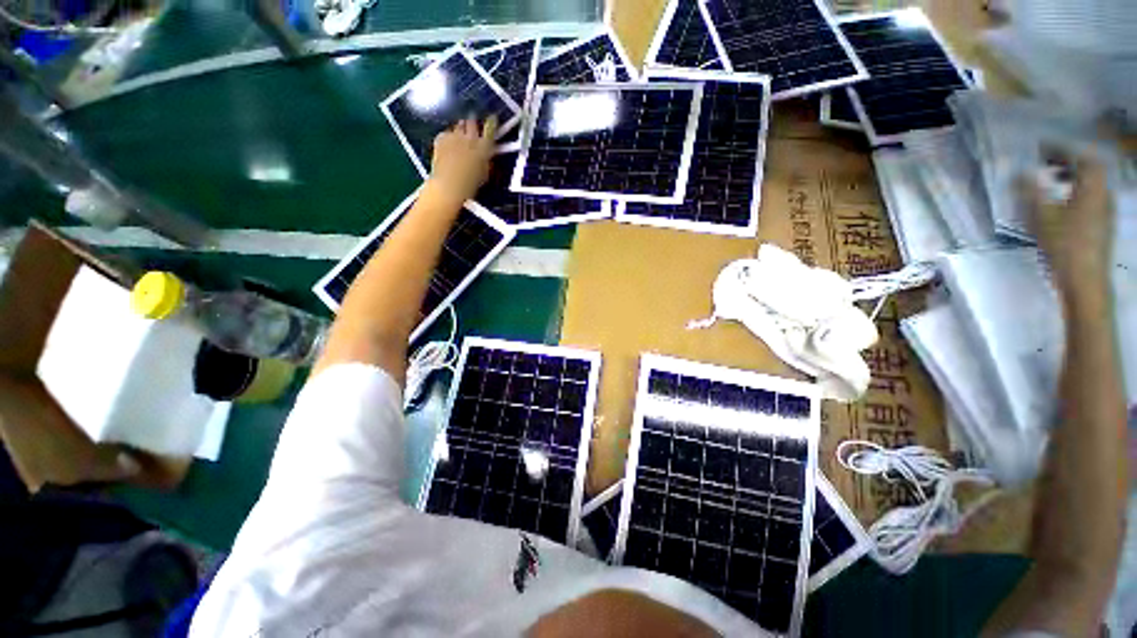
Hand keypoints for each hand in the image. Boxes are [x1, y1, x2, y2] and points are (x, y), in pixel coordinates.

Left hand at [423, 116, 497, 206]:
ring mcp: (454, 135)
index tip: (492, 119)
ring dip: (461, 129)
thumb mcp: (484, 173)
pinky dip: (448, 137)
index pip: (490, 128)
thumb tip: (487, 156)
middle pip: (472, 122)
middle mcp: (470, 137)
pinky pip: (446, 133)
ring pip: (459, 125)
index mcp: (484, 146)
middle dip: (473, 123)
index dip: (492, 122)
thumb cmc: (470, 184)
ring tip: (461, 136)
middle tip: (473, 127)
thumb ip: (486, 160)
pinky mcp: (441, 138)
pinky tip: (448, 144)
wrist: (448, 184)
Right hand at [1021, 150, 1113, 302]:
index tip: (1041, 147)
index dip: (1062, 149)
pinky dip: (1076, 193)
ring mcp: (1105, 212)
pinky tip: (1063, 203)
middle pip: (1089, 169)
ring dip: (1072, 178)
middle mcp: (1103, 194)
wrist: (1086, 281)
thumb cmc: (1064, 246)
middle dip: (1067, 162)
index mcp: (1092, 188)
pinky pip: (1090, 199)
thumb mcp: (1042, 217)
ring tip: (1053, 181)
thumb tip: (1017, 173)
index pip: (1081, 157)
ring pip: (1090, 185)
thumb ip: (1029, 192)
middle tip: (1045, 162)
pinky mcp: (1101, 226)